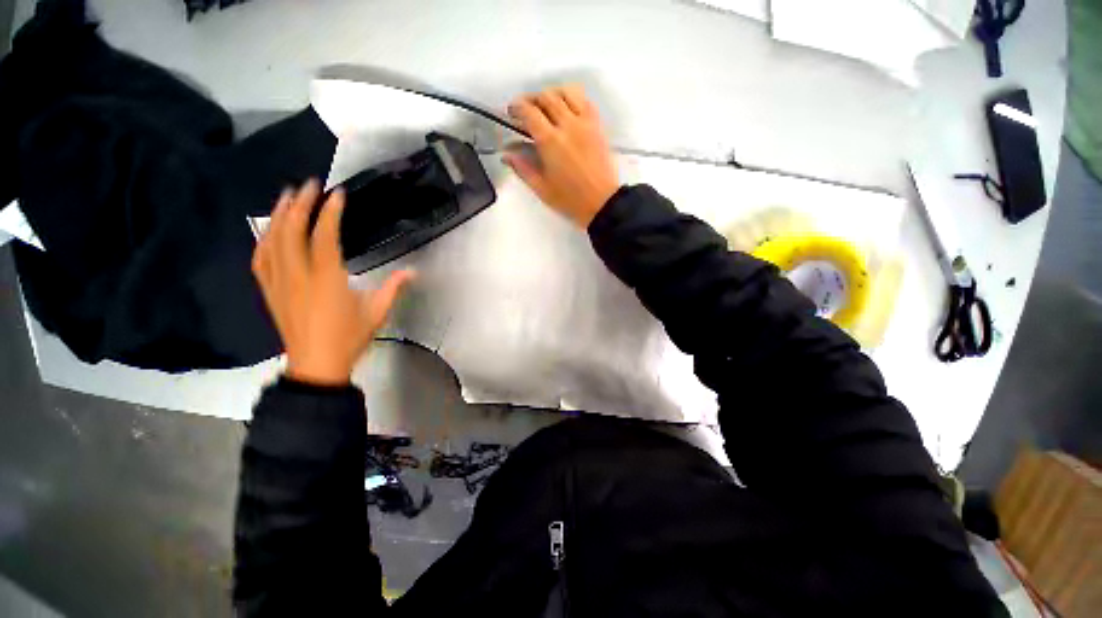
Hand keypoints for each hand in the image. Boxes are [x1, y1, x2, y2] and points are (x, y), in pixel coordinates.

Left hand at [252, 180, 413, 385]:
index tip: (337, 193)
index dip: (330, 212)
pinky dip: (264, 240)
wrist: (316, 365)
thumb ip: (393, 288)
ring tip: (287, 196)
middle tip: (309, 184)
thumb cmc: (349, 338)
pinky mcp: (269, 291)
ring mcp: (279, 282)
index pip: (324, 237)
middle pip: (292, 231)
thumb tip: (413, 271)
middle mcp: (298, 275)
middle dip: (300, 204)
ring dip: (278, 215)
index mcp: (327, 279)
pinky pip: (260, 259)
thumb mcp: (377, 313)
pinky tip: (269, 230)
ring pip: (272, 241)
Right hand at [503, 85, 619, 227]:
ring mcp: (585, 123)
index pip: (529, 111)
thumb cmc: (570, 200)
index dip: (517, 107)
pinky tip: (568, 109)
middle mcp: (567, 125)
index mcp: (550, 141)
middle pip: (546, 96)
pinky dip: (572, 97)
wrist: (602, 203)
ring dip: (552, 94)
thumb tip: (507, 154)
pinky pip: (584, 100)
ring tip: (546, 106)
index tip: (512, 112)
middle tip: (526, 109)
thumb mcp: (541, 188)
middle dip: (532, 99)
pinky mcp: (598, 126)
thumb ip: (522, 168)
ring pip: (566, 92)